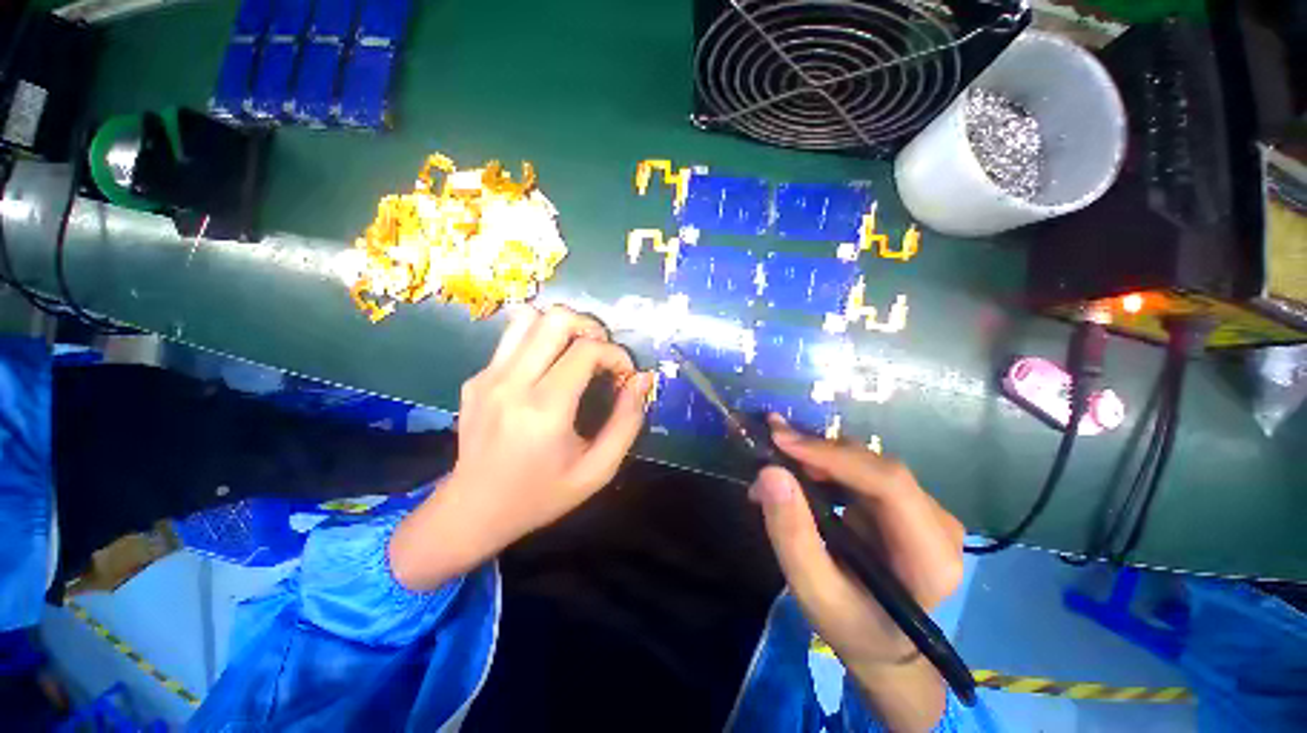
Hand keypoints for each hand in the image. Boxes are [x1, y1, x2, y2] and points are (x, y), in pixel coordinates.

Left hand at [390, 305, 652, 589]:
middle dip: (590, 328)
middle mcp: (512, 382)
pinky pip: (512, 339)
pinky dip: (538, 342)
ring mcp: (487, 376)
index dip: (616, 355)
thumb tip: (642, 379)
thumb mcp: (598, 470)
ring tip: (575, 353)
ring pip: (528, 318)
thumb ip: (627, 422)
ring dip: (561, 328)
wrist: (473, 511)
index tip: (625, 375)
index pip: (587, 350)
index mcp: (544, 408)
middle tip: (601, 354)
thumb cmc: (542, 495)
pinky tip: (546, 372)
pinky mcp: (475, 378)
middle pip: (555, 319)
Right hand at [749, 415, 964, 731]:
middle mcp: (939, 523)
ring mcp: (925, 510)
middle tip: (770, 443)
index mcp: (930, 556)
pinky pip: (861, 469)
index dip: (832, 454)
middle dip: (818, 450)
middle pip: (876, 466)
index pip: (888, 483)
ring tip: (776, 458)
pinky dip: (824, 464)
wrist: (883, 644)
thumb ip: (791, 533)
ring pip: (866, 461)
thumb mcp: (813, 591)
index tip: (780, 439)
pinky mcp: (906, 503)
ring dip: (817, 455)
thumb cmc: (851, 626)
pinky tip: (797, 469)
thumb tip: (770, 472)